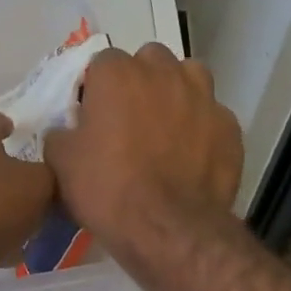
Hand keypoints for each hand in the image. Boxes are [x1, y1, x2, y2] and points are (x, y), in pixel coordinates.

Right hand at [44, 43, 242, 254]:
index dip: (97, 89)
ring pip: (189, 78)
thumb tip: (66, 131)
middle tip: (129, 121)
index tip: (94, 117)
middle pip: (150, 62)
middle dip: (140, 82)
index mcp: (117, 74)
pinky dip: (202, 129)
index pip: (102, 63)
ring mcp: (203, 97)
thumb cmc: (108, 190)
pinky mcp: (230, 127)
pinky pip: (212, 117)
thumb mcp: (61, 164)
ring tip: (166, 130)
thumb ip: (60, 135)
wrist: (168, 228)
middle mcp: (164, 72)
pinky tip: (193, 157)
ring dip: (176, 94)